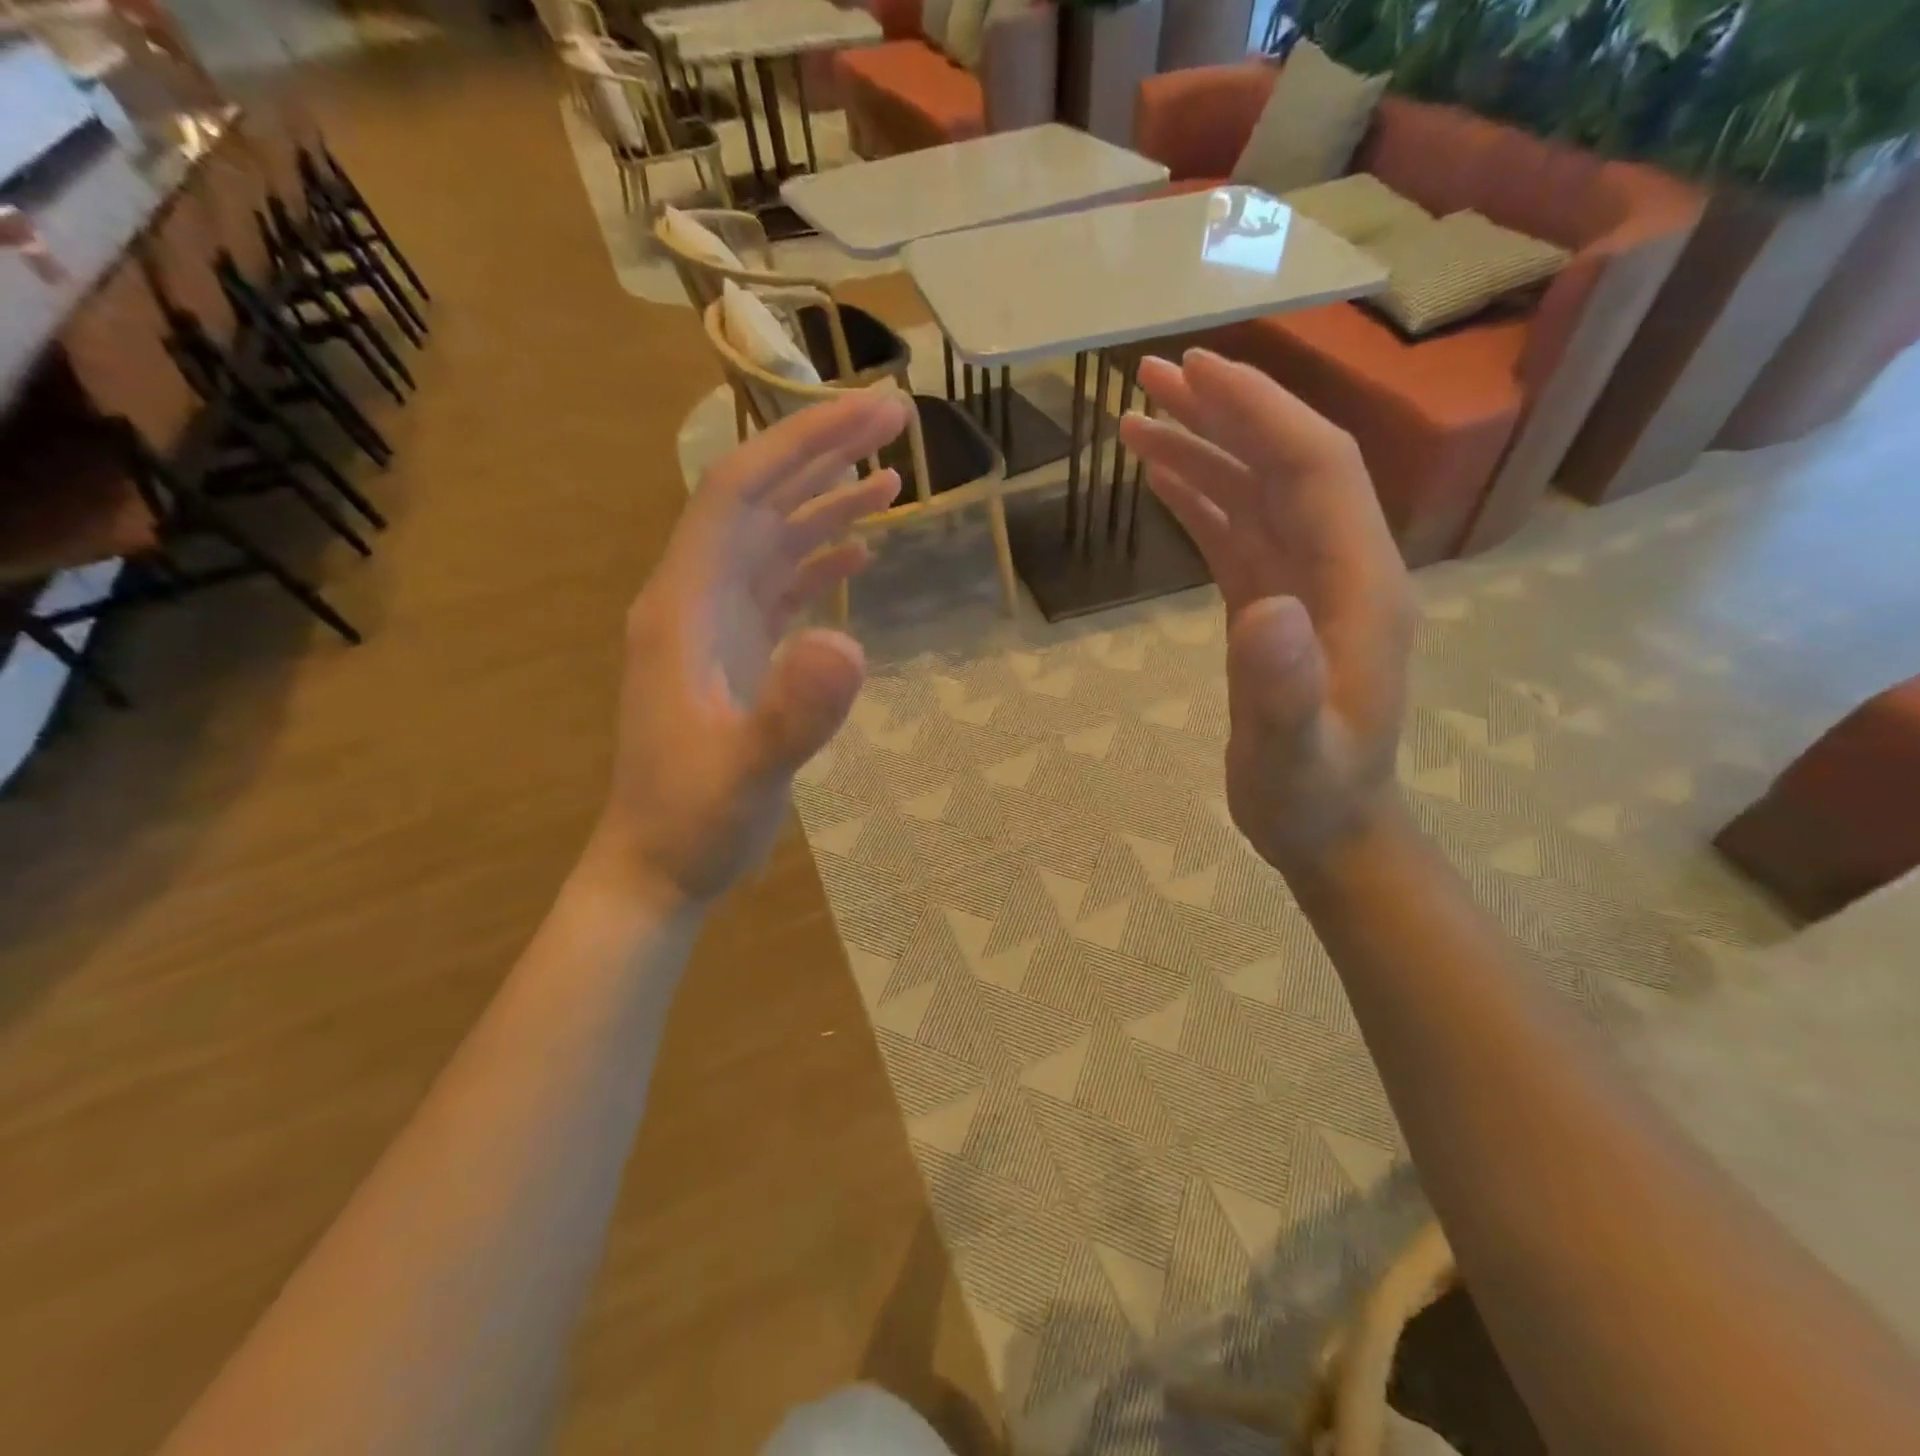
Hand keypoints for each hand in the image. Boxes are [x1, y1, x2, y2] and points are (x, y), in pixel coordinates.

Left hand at [585, 390, 907, 906]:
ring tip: (892, 478)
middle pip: (759, 501)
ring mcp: (715, 626)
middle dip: (823, 453)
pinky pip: (780, 586)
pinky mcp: (736, 653)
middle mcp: (695, 598)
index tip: (870, 412)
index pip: (739, 492)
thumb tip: (850, 642)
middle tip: (895, 416)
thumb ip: (793, 714)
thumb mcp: (747, 775)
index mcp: (684, 605)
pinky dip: (819, 560)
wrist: (659, 867)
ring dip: (827, 503)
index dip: (802, 442)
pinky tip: (858, 554)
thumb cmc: (694, 823)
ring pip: (772, 539)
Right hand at [1119, 350, 1415, 876]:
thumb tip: (1265, 608)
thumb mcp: (1294, 754)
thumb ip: (1283, 688)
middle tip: (1151, 375)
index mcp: (1359, 584)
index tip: (1196, 372)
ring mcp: (1308, 585)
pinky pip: (1238, 535)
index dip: (1259, 413)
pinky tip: (1163, 481)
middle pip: (1286, 464)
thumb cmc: (1312, 797)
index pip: (1315, 469)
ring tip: (1137, 420)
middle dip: (1224, 413)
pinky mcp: (1276, 606)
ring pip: (1257, 494)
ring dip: (1203, 450)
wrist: (1330, 830)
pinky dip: (1201, 499)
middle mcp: (1340, 567)